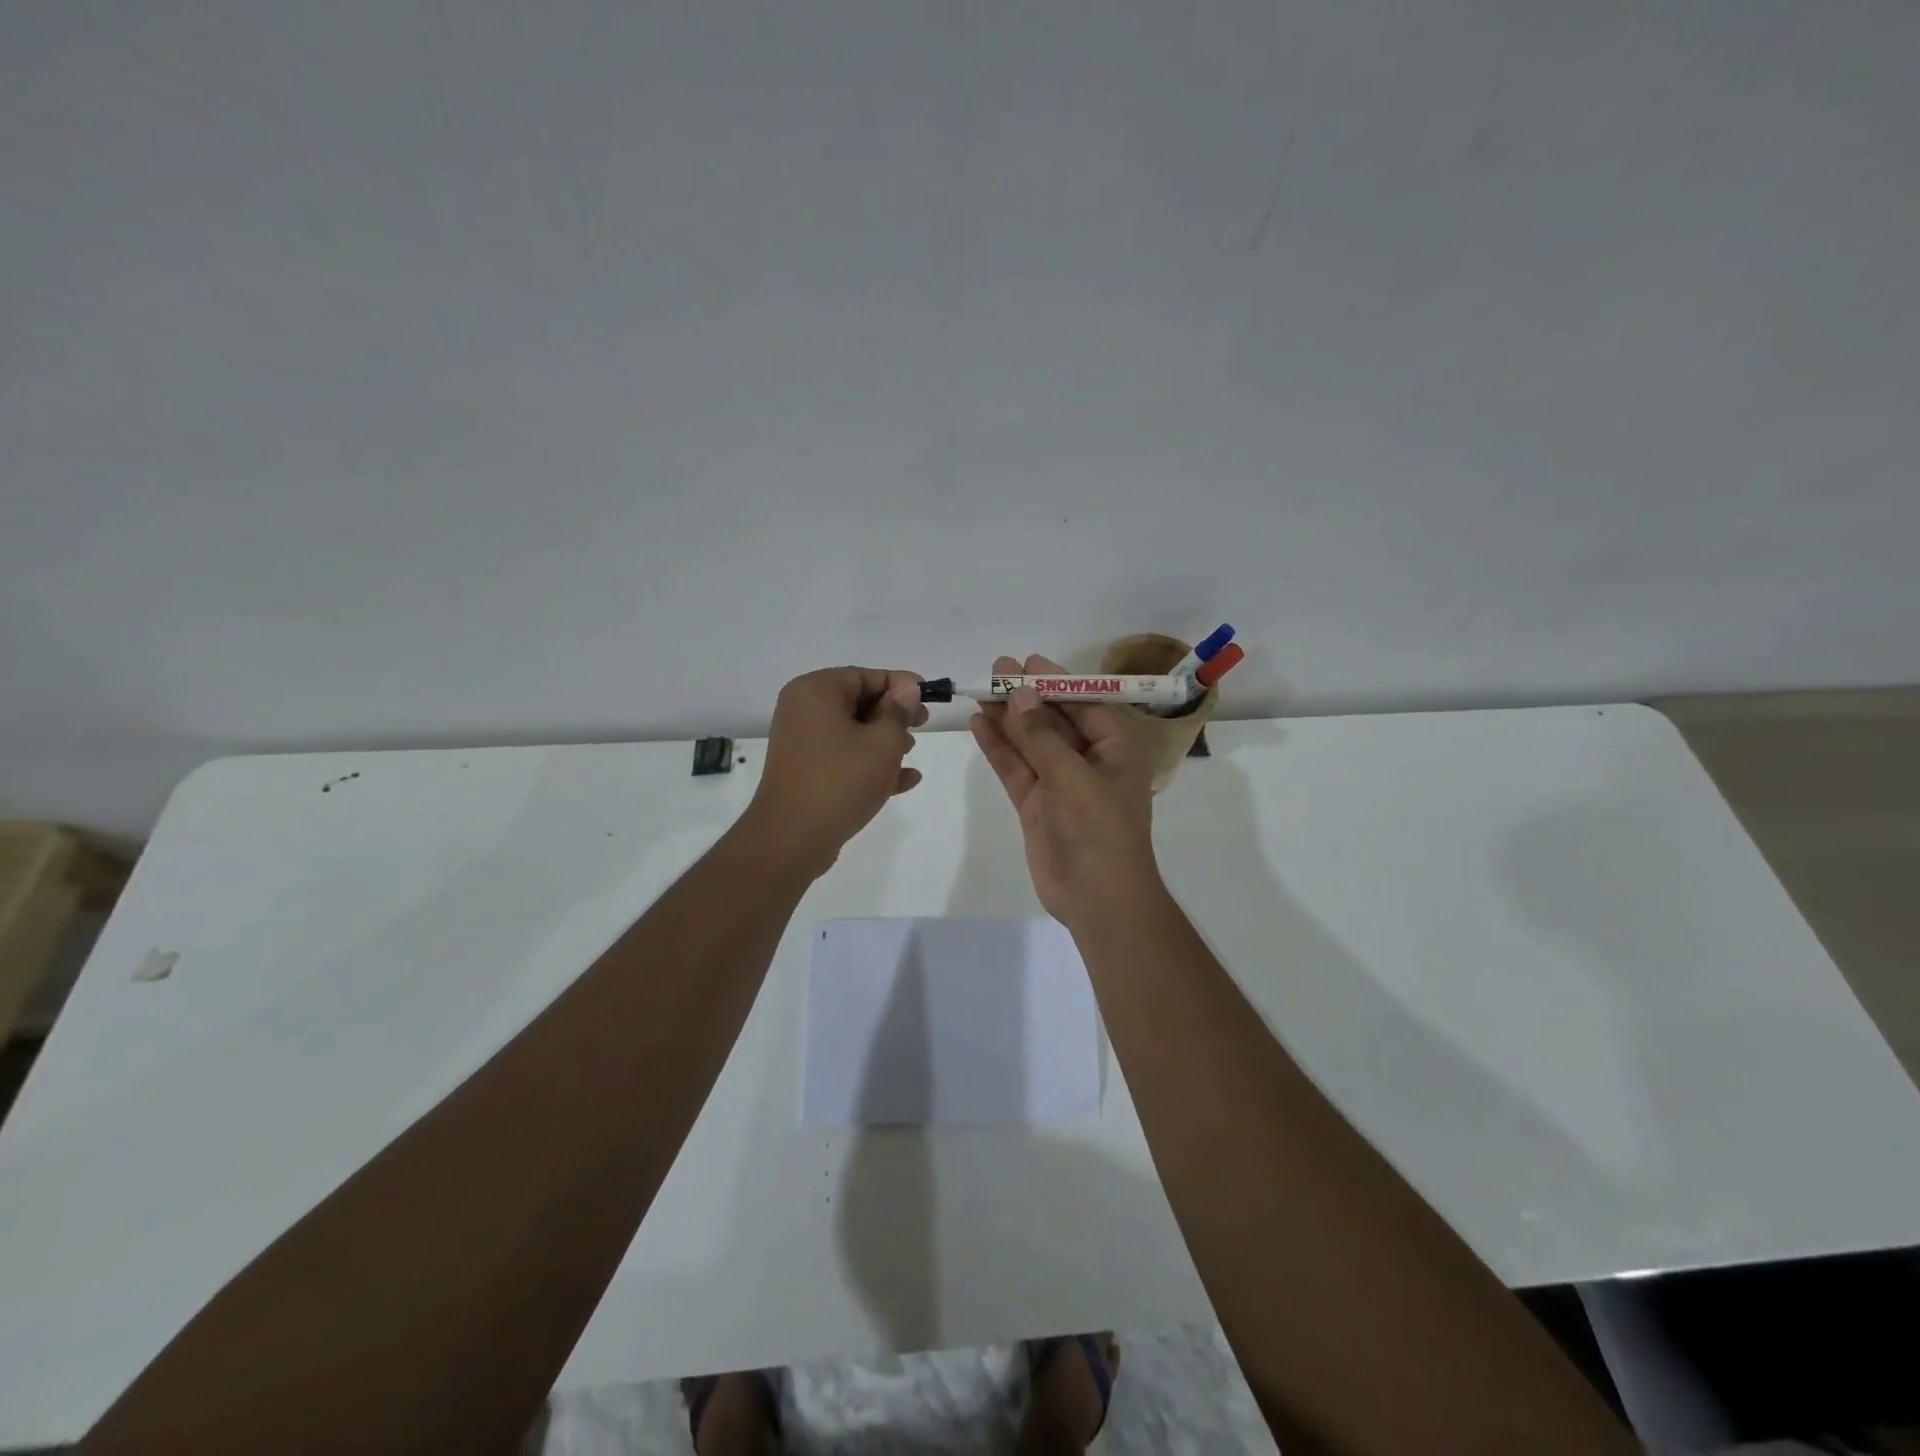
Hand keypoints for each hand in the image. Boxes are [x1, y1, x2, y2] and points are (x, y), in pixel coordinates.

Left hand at [743, 666, 927, 875]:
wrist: (792, 838)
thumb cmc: (841, 780)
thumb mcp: (882, 742)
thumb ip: (898, 711)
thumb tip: (906, 688)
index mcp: (816, 692)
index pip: (865, 676)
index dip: (900, 684)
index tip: (928, 696)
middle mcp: (803, 711)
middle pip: (858, 702)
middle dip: (893, 714)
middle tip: (923, 724)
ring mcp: (802, 743)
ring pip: (852, 732)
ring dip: (885, 740)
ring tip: (911, 754)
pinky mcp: (806, 772)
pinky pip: (844, 758)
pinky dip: (870, 764)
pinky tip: (905, 780)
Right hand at [969, 653, 1159, 924]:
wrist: (1097, 898)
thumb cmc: (1098, 829)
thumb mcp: (1072, 775)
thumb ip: (1042, 734)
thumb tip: (1020, 694)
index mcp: (1115, 751)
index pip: (1084, 706)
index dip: (1055, 683)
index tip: (1026, 663)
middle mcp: (1089, 763)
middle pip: (1054, 722)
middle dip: (1027, 698)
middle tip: (996, 671)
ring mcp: (1060, 786)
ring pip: (1031, 744)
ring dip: (1008, 720)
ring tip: (980, 692)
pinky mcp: (1037, 806)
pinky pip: (1016, 770)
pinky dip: (999, 749)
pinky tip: (979, 725)